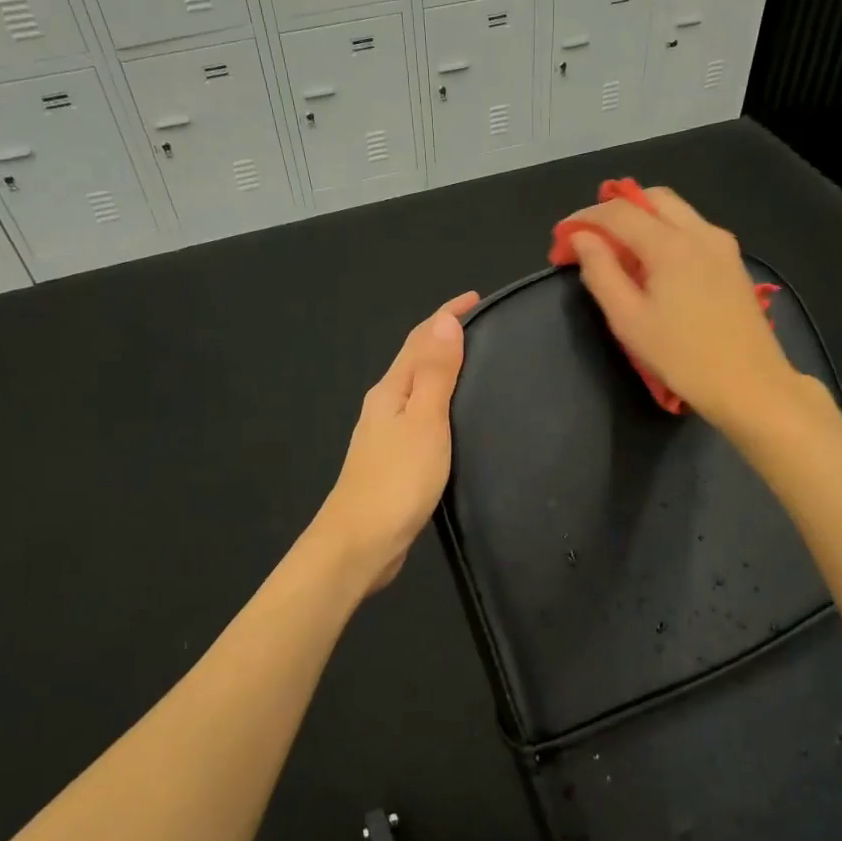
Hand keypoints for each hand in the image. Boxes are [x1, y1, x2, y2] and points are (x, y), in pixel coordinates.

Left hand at [311, 290, 479, 592]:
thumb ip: (435, 373)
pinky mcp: (392, 460)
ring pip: (416, 388)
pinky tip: (452, 416)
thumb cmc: (397, 479)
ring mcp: (384, 434)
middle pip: (414, 359)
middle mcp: (384, 405)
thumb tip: (443, 320)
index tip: (474, 297)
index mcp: (391, 390)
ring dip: (440, 368)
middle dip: (443, 337)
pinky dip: (438, 402)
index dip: (445, 315)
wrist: (360, 543)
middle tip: (481, 327)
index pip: (419, 339)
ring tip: (473, 363)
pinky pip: (419, 416)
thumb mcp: (424, 420)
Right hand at [564, 187, 797, 427]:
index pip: (619, 212)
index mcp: (671, 244)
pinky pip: (692, 229)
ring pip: (675, 211)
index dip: (584, 218)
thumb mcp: (628, 320)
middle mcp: (700, 232)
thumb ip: (601, 272)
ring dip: (642, 219)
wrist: (750, 384)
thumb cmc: (681, 357)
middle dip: (616, 210)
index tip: (562, 237)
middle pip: (651, 199)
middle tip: (591, 239)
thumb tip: (582, 239)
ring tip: (619, 253)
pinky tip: (654, 265)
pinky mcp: (733, 261)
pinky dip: (666, 232)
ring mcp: (722, 244)